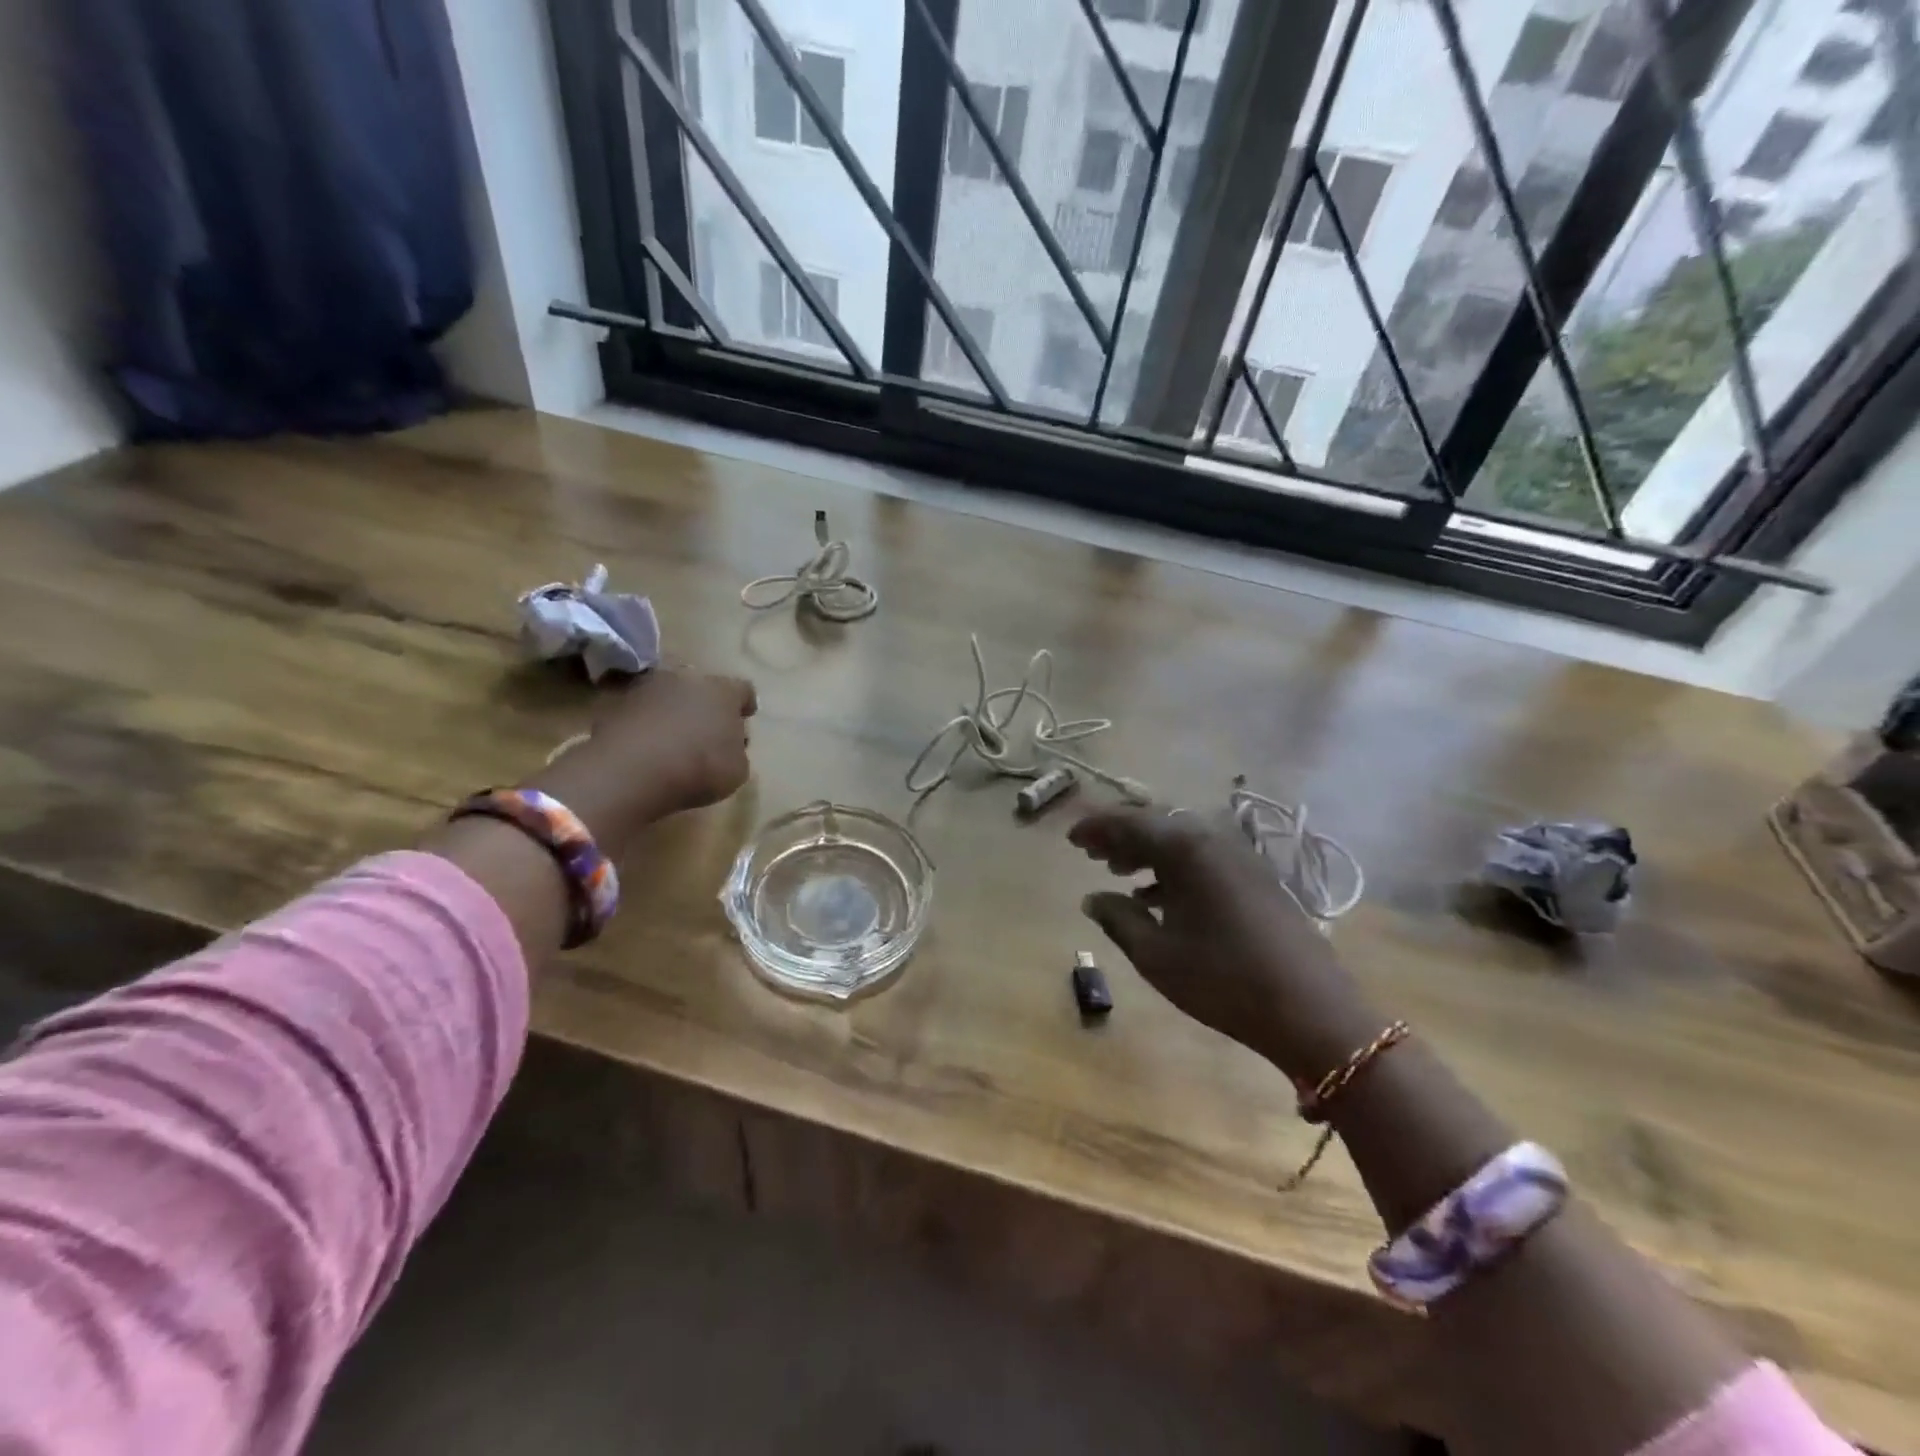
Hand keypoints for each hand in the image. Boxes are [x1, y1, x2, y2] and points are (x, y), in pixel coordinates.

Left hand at [593, 666, 757, 813]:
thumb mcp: (736, 771)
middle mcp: (686, 678)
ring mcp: (646, 687)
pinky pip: (638, 711)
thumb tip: (728, 747)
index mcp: (722, 691)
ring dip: (671, 711)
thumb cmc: (698, 768)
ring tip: (672, 738)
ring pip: (667, 695)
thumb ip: (736, 753)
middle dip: (705, 704)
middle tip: (706, 728)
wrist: (630, 771)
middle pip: (701, 686)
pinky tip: (645, 746)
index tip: (746, 716)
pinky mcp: (614, 703)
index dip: (745, 703)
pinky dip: (644, 723)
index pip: (743, 689)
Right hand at [1069, 807, 1378, 1083]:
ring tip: (1119, 872)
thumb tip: (1092, 898)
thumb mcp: (1156, 955)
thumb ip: (1118, 919)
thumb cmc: (1224, 981)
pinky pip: (1203, 858)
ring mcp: (1241, 858)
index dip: (1096, 827)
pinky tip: (1159, 897)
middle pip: (1158, 823)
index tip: (1070, 839)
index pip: (1130, 822)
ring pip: (1182, 840)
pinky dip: (1174, 868)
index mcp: (1187, 849)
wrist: (1313, 1011)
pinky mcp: (1257, 879)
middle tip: (1091, 852)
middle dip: (1121, 835)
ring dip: (1147, 851)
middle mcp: (1214, 840)